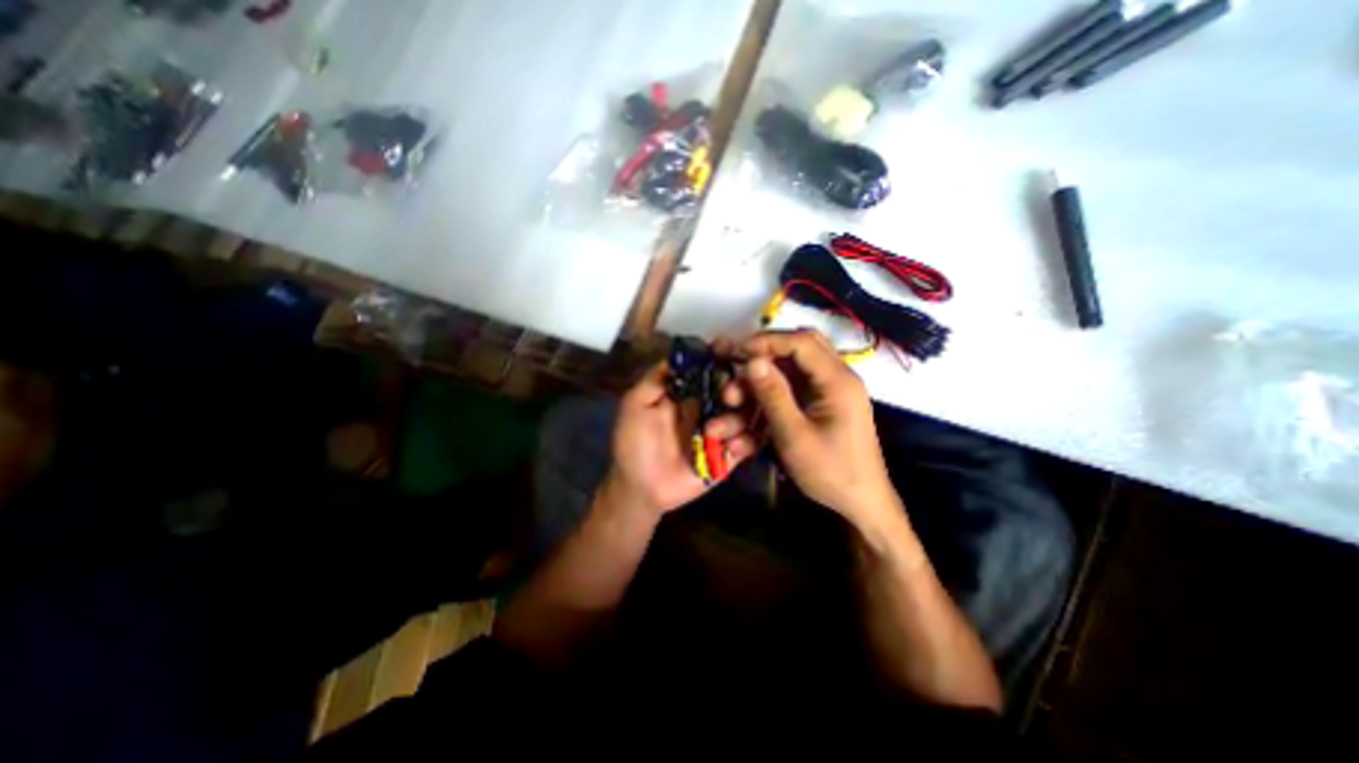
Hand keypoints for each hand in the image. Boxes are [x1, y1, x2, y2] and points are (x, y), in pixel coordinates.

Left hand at [601, 357, 758, 518]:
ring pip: (747, 414)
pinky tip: (729, 449)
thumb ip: (655, 379)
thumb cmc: (633, 442)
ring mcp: (722, 430)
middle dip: (738, 387)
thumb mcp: (635, 404)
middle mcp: (710, 407)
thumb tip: (681, 353)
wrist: (641, 487)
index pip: (712, 368)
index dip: (720, 356)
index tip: (728, 348)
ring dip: (737, 419)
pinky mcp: (730, 455)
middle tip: (728, 395)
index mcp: (690, 392)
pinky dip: (746, 443)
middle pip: (737, 388)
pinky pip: (750, 443)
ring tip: (713, 431)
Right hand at [739, 330, 900, 534]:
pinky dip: (763, 413)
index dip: (767, 342)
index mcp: (837, 381)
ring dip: (755, 395)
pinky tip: (740, 440)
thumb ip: (774, 395)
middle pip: (795, 353)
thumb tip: (753, 361)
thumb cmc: (832, 472)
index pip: (801, 343)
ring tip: (726, 416)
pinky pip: (786, 401)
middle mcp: (833, 381)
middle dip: (762, 360)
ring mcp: (824, 396)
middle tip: (735, 372)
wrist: (859, 507)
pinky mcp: (816, 411)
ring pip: (785, 379)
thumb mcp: (795, 436)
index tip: (737, 352)